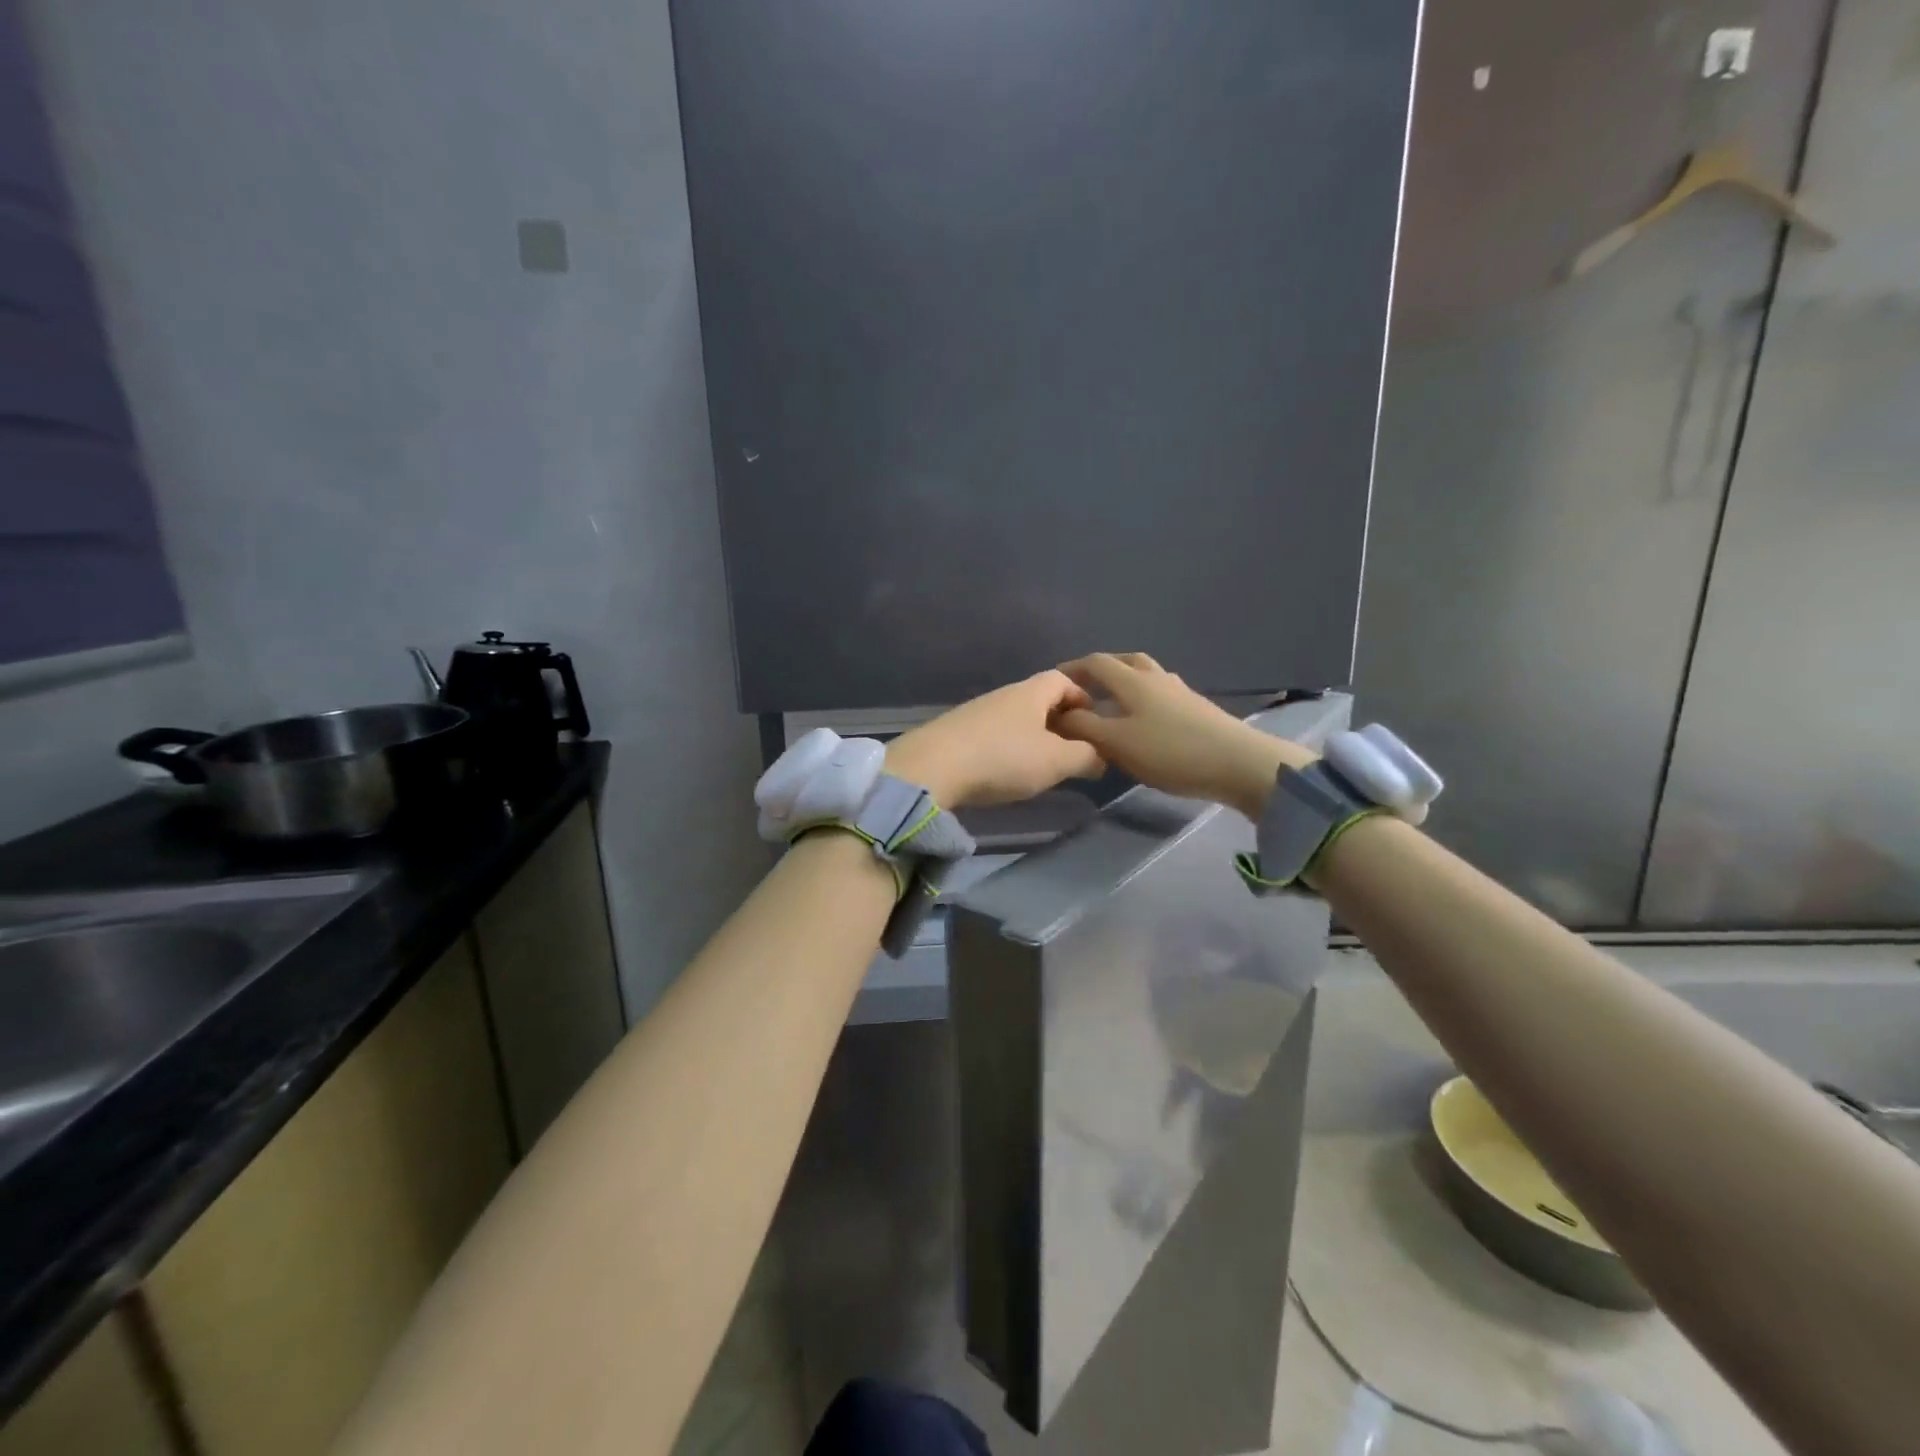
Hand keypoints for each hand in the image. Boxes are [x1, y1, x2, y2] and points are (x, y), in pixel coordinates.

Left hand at [884, 671, 1106, 808]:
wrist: (932, 768)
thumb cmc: (1003, 758)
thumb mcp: (1056, 761)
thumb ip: (1086, 757)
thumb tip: (1101, 757)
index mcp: (1031, 691)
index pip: (1064, 680)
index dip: (1083, 698)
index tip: (1095, 724)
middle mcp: (1003, 694)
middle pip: (1040, 700)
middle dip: (1060, 722)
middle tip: (1074, 751)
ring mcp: (976, 712)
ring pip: (1016, 719)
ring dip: (1033, 737)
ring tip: (1043, 766)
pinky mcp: (957, 733)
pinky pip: (994, 735)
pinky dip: (1008, 748)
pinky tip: (1007, 772)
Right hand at [1053, 653, 1314, 819]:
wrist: (1238, 763)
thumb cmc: (1171, 751)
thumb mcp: (1118, 743)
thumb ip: (1084, 727)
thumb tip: (1061, 715)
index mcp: (1133, 681)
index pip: (1096, 663)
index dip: (1072, 669)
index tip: (1054, 682)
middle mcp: (1156, 678)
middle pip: (1125, 661)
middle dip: (1100, 670)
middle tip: (1083, 688)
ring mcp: (1180, 692)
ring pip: (1146, 676)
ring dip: (1124, 683)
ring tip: (1110, 704)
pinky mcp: (1196, 709)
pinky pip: (1160, 694)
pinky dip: (1142, 699)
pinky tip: (1142, 721)